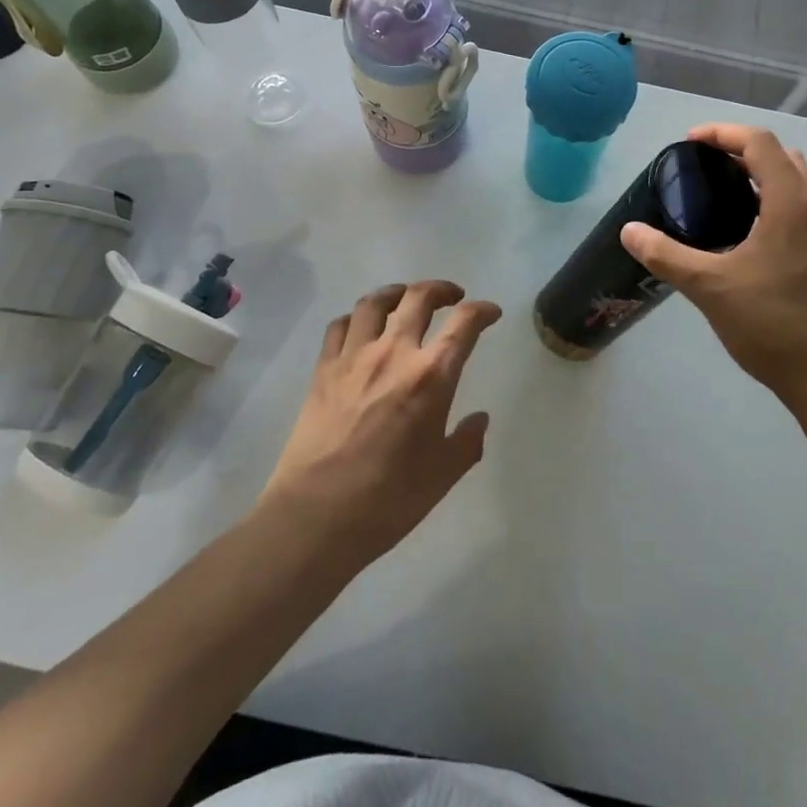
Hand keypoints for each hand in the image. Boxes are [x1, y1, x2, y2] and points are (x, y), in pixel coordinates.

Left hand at [260, 281, 500, 569]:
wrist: (315, 517)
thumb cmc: (387, 500)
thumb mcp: (442, 476)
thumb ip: (467, 442)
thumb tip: (479, 420)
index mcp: (431, 376)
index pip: (465, 324)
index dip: (483, 311)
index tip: (491, 313)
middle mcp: (394, 352)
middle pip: (419, 297)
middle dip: (441, 289)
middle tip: (452, 297)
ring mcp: (354, 357)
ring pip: (375, 302)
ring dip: (397, 293)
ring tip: (406, 298)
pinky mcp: (323, 370)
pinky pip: (339, 326)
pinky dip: (355, 318)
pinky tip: (360, 328)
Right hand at [621, 124, 806, 409]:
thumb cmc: (775, 326)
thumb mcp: (711, 288)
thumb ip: (667, 255)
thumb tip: (629, 231)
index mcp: (793, 203)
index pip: (760, 143)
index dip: (722, 133)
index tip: (689, 144)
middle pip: (783, 157)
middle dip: (743, 151)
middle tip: (706, 168)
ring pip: (799, 185)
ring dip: (764, 178)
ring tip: (724, 199)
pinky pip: (806, 212)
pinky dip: (777, 204)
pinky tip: (751, 239)